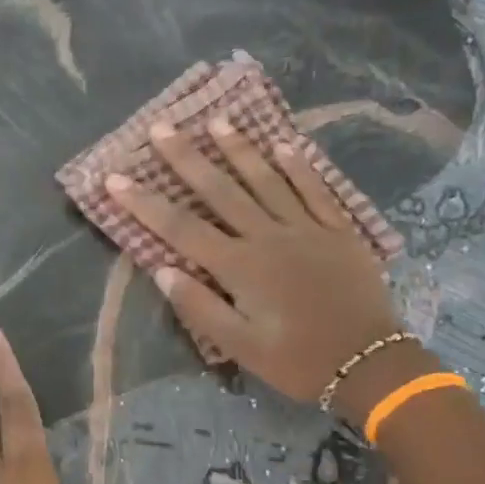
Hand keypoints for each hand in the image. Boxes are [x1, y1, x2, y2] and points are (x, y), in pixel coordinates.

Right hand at [105, 120, 421, 423]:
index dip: (145, 203)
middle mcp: (269, 237)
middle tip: (161, 126)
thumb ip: (200, 308)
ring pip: (267, 180)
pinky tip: (285, 144)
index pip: (181, 229)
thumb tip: (162, 270)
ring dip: (240, 149)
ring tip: (217, 120)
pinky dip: (299, 167)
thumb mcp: (241, 347)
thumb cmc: (298, 360)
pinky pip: (315, 190)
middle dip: (187, 158)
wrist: (369, 363)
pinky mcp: (338, 231)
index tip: (115, 178)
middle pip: (220, 191)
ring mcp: (306, 228)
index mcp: (240, 267)